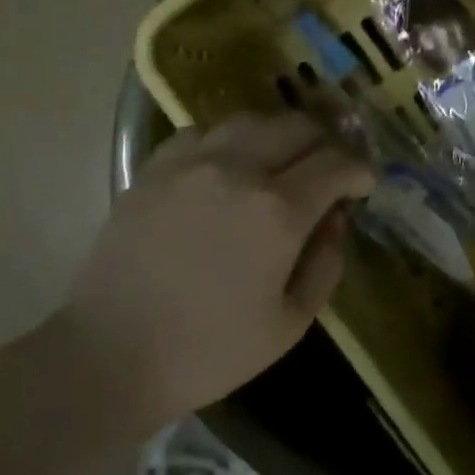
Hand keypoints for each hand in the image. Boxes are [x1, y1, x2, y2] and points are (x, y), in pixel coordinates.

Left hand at [66, 111, 375, 426]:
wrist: (110, 355)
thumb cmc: (209, 351)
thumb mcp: (290, 324)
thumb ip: (325, 264)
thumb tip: (334, 221)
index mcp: (278, 210)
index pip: (335, 163)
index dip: (359, 170)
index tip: (364, 185)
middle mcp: (237, 169)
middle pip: (296, 127)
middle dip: (325, 143)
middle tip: (330, 169)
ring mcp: (190, 163)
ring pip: (250, 119)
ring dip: (279, 134)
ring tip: (283, 160)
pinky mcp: (154, 169)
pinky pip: (202, 133)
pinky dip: (229, 140)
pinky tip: (227, 165)